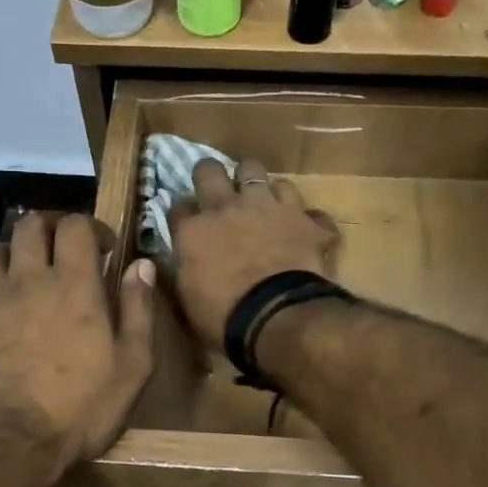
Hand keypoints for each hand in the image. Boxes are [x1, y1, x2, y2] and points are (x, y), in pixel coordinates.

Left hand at [0, 213, 154, 475]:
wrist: (9, 448)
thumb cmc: (80, 408)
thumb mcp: (132, 366)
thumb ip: (139, 310)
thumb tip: (142, 265)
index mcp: (71, 285)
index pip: (75, 226)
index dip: (90, 226)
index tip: (103, 247)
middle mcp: (24, 282)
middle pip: (27, 226)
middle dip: (47, 227)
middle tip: (61, 248)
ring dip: (8, 255)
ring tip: (21, 276)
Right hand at [169, 158, 340, 344]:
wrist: (277, 317)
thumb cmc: (223, 316)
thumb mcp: (188, 297)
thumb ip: (184, 268)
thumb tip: (182, 258)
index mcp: (194, 229)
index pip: (179, 206)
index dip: (184, 214)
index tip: (188, 224)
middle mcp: (228, 207)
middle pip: (210, 169)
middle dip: (211, 176)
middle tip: (217, 192)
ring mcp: (270, 207)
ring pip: (259, 173)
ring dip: (259, 186)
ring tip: (262, 203)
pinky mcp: (306, 220)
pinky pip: (308, 209)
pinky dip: (306, 219)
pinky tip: (305, 229)